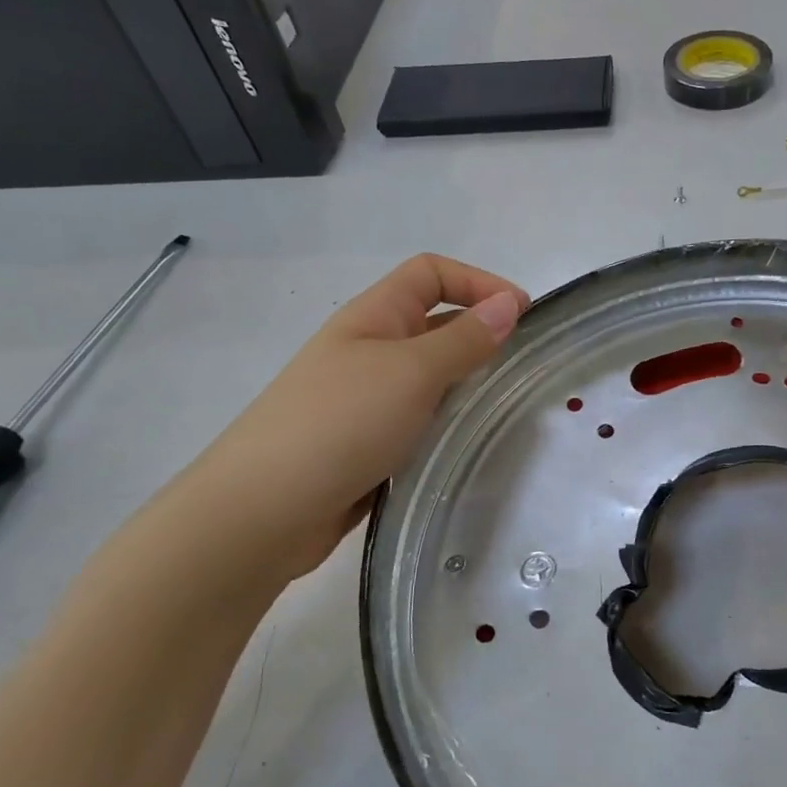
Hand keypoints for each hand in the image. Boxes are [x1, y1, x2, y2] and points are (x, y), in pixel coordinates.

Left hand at [165, 255, 527, 583]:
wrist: (263, 512)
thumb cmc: (340, 423)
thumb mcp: (411, 372)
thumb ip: (464, 340)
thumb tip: (508, 304)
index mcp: (373, 317)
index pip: (431, 274)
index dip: (479, 282)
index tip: (523, 315)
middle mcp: (369, 350)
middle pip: (433, 324)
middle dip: (479, 336)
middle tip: (522, 368)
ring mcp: (366, 400)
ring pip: (429, 378)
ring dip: (464, 385)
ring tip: (503, 410)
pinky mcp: (368, 444)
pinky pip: (418, 421)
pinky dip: (444, 425)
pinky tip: (465, 446)